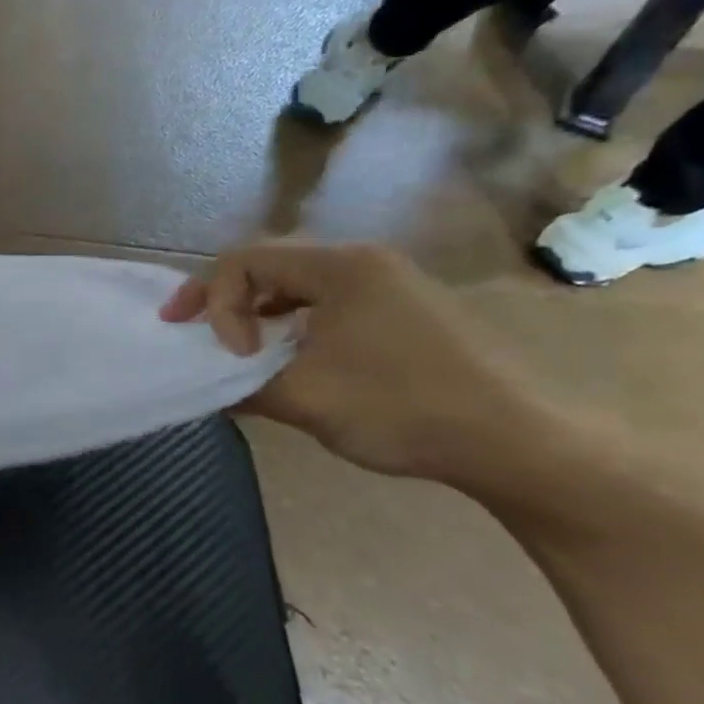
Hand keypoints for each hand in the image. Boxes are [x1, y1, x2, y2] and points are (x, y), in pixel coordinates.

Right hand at [161, 241, 549, 486]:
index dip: (216, 304)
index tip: (228, 356)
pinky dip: (289, 325)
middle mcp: (363, 263)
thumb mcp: (304, 398)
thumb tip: (205, 387)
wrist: (517, 442)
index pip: (244, 261)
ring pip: (295, 286)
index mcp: (340, 268)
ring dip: (254, 313)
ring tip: (233, 349)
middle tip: (186, 330)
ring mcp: (387, 286)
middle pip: (267, 265)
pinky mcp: (402, 314)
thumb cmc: (403, 408)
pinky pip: (325, 305)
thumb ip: (240, 386)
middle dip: (220, 298)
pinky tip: (286, 359)